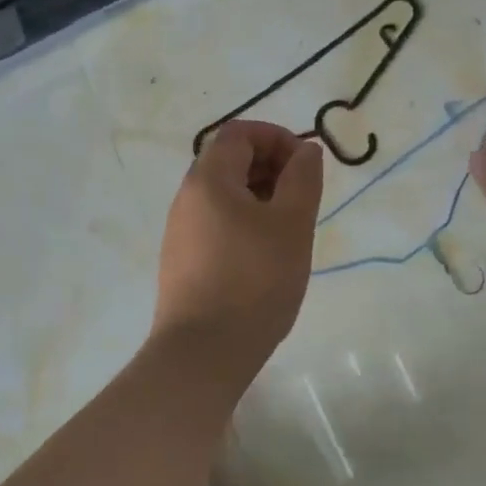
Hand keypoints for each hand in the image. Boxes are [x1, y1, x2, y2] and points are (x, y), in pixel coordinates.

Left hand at [153, 122, 323, 368]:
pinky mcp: (181, 259)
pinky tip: (265, 255)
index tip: (306, 165)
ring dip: (260, 197)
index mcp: (208, 179)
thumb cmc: (255, 281)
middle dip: (271, 167)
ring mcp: (180, 230)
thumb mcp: (291, 224)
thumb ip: (302, 179)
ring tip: (289, 229)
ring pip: (223, 194)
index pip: (239, 133)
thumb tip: (305, 150)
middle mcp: (186, 197)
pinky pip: (215, 222)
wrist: (204, 352)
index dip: (277, 138)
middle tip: (302, 198)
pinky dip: (244, 221)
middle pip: (229, 160)